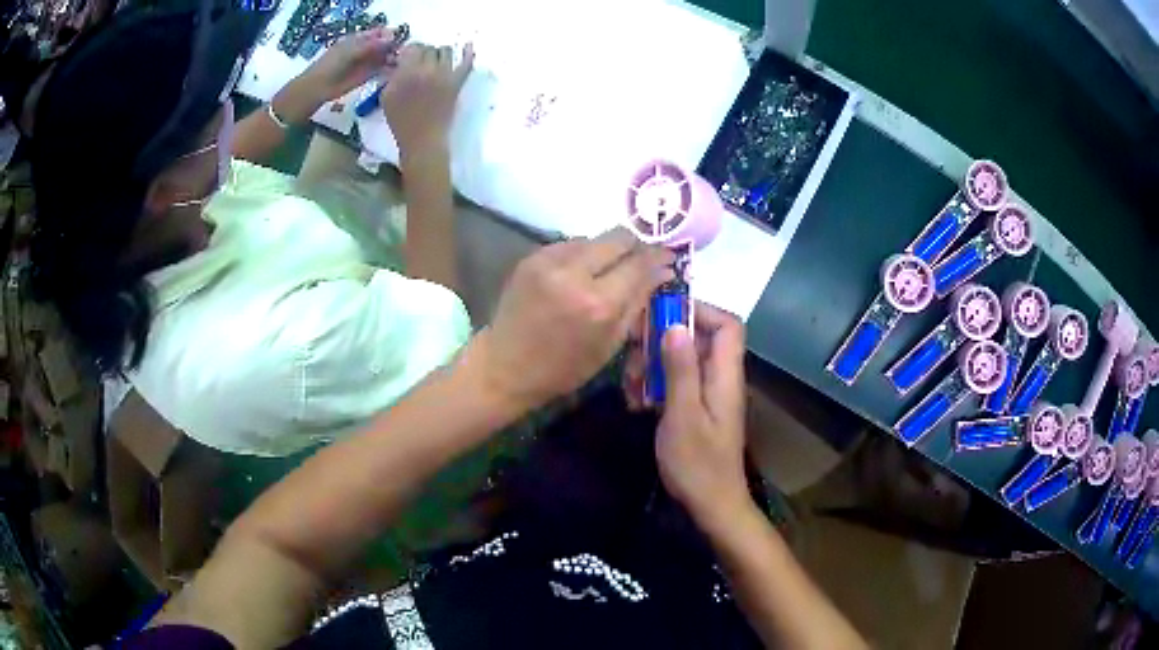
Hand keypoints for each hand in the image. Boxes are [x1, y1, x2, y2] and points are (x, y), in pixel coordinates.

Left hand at [304, 27, 401, 101]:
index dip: (389, 34)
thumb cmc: (332, 65)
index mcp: (360, 38)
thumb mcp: (351, 50)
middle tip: (401, 52)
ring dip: (394, 58)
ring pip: (386, 57)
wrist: (319, 87)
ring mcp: (367, 62)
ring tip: (399, 62)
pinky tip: (395, 70)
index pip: (380, 32)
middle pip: (385, 44)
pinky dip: (390, 70)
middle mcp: (366, 48)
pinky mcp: (368, 76)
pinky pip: (383, 70)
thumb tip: (392, 38)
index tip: (396, 39)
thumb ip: (371, 45)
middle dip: (394, 46)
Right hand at [382, 42, 473, 154]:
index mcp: (407, 72)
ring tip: (436, 61)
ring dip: (439, 53)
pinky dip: (468, 53)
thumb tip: (397, 63)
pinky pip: (466, 64)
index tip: (407, 57)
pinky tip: (468, 45)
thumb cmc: (401, 121)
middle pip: (429, 48)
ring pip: (446, 51)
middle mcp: (426, 69)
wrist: (422, 139)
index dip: (410, 51)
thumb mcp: (386, 97)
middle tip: (420, 61)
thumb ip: (392, 77)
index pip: (412, 49)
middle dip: (423, 52)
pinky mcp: (457, 83)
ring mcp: (444, 75)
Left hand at [473, 228, 673, 412]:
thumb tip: (662, 272)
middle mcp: (574, 274)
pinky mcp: (532, 257)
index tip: (669, 257)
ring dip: (607, 251)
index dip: (659, 256)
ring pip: (594, 238)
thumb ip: (638, 303)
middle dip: (636, 246)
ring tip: (606, 271)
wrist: (505, 366)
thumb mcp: (610, 344)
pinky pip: (570, 244)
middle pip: (619, 237)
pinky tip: (579, 274)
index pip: (640, 263)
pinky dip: (582, 255)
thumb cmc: (563, 367)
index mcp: (598, 304)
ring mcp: (549, 261)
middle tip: (640, 259)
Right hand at [651, 305, 749, 528]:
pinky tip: (636, 403)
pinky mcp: (695, 407)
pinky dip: (654, 386)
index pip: (727, 324)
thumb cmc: (698, 463)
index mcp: (725, 374)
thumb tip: (676, 324)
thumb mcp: (683, 415)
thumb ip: (680, 369)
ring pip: (681, 360)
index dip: (698, 311)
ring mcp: (707, 393)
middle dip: (661, 341)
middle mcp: (720, 377)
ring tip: (631, 387)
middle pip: (697, 338)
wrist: (710, 504)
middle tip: (632, 355)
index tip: (661, 315)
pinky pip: (676, 382)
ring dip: (652, 366)